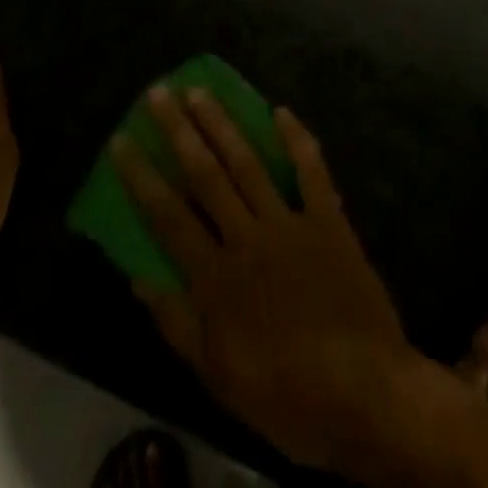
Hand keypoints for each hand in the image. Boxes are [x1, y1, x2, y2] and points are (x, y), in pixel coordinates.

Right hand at [114, 85, 417, 474]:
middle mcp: (246, 237)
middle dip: (178, 131)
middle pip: (205, 174)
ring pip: (248, 163)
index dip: (140, 175)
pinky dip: (298, 141)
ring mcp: (289, 223)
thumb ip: (176, 323)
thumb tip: (137, 278)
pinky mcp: (328, 222)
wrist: (366, 395)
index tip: (121, 139)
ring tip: (200, 91)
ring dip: (222, 124)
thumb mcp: (218, 377)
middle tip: (158, 93)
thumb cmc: (286, 395)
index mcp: (215, 276)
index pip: (167, 214)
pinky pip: (311, 172)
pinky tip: (281, 111)